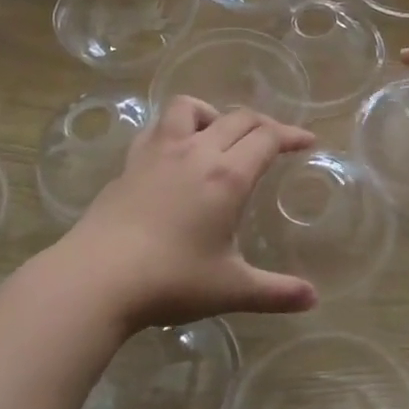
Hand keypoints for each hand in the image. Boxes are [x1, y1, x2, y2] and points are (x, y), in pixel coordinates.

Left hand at [57, 99, 319, 331]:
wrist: (95, 279)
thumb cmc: (170, 280)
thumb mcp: (231, 289)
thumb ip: (276, 292)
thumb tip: (313, 299)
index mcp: (227, 176)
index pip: (267, 138)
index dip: (291, 135)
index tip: (307, 142)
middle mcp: (196, 152)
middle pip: (237, 118)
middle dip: (264, 124)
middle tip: (276, 141)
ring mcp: (158, 153)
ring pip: (190, 108)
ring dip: (214, 113)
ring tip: (221, 134)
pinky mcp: (129, 163)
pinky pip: (157, 127)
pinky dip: (175, 128)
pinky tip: (176, 151)